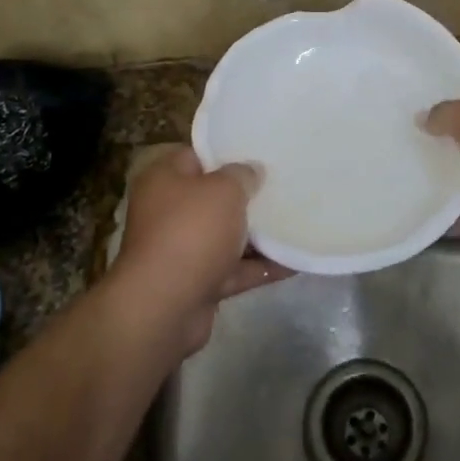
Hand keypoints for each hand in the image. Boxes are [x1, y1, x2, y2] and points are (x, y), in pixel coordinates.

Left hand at [113, 146, 290, 353]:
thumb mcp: (224, 190)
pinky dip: (259, 267)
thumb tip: (252, 171)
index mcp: (164, 180)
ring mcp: (181, 250)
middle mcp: (167, 212)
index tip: (260, 153)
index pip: (197, 156)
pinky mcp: (196, 284)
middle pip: (213, 198)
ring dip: (257, 234)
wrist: (164, 307)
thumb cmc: (191, 232)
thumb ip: (242, 175)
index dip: (228, 153)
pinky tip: (294, 262)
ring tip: (296, 221)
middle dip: (247, 196)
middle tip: (283, 185)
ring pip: (225, 236)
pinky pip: (233, 269)